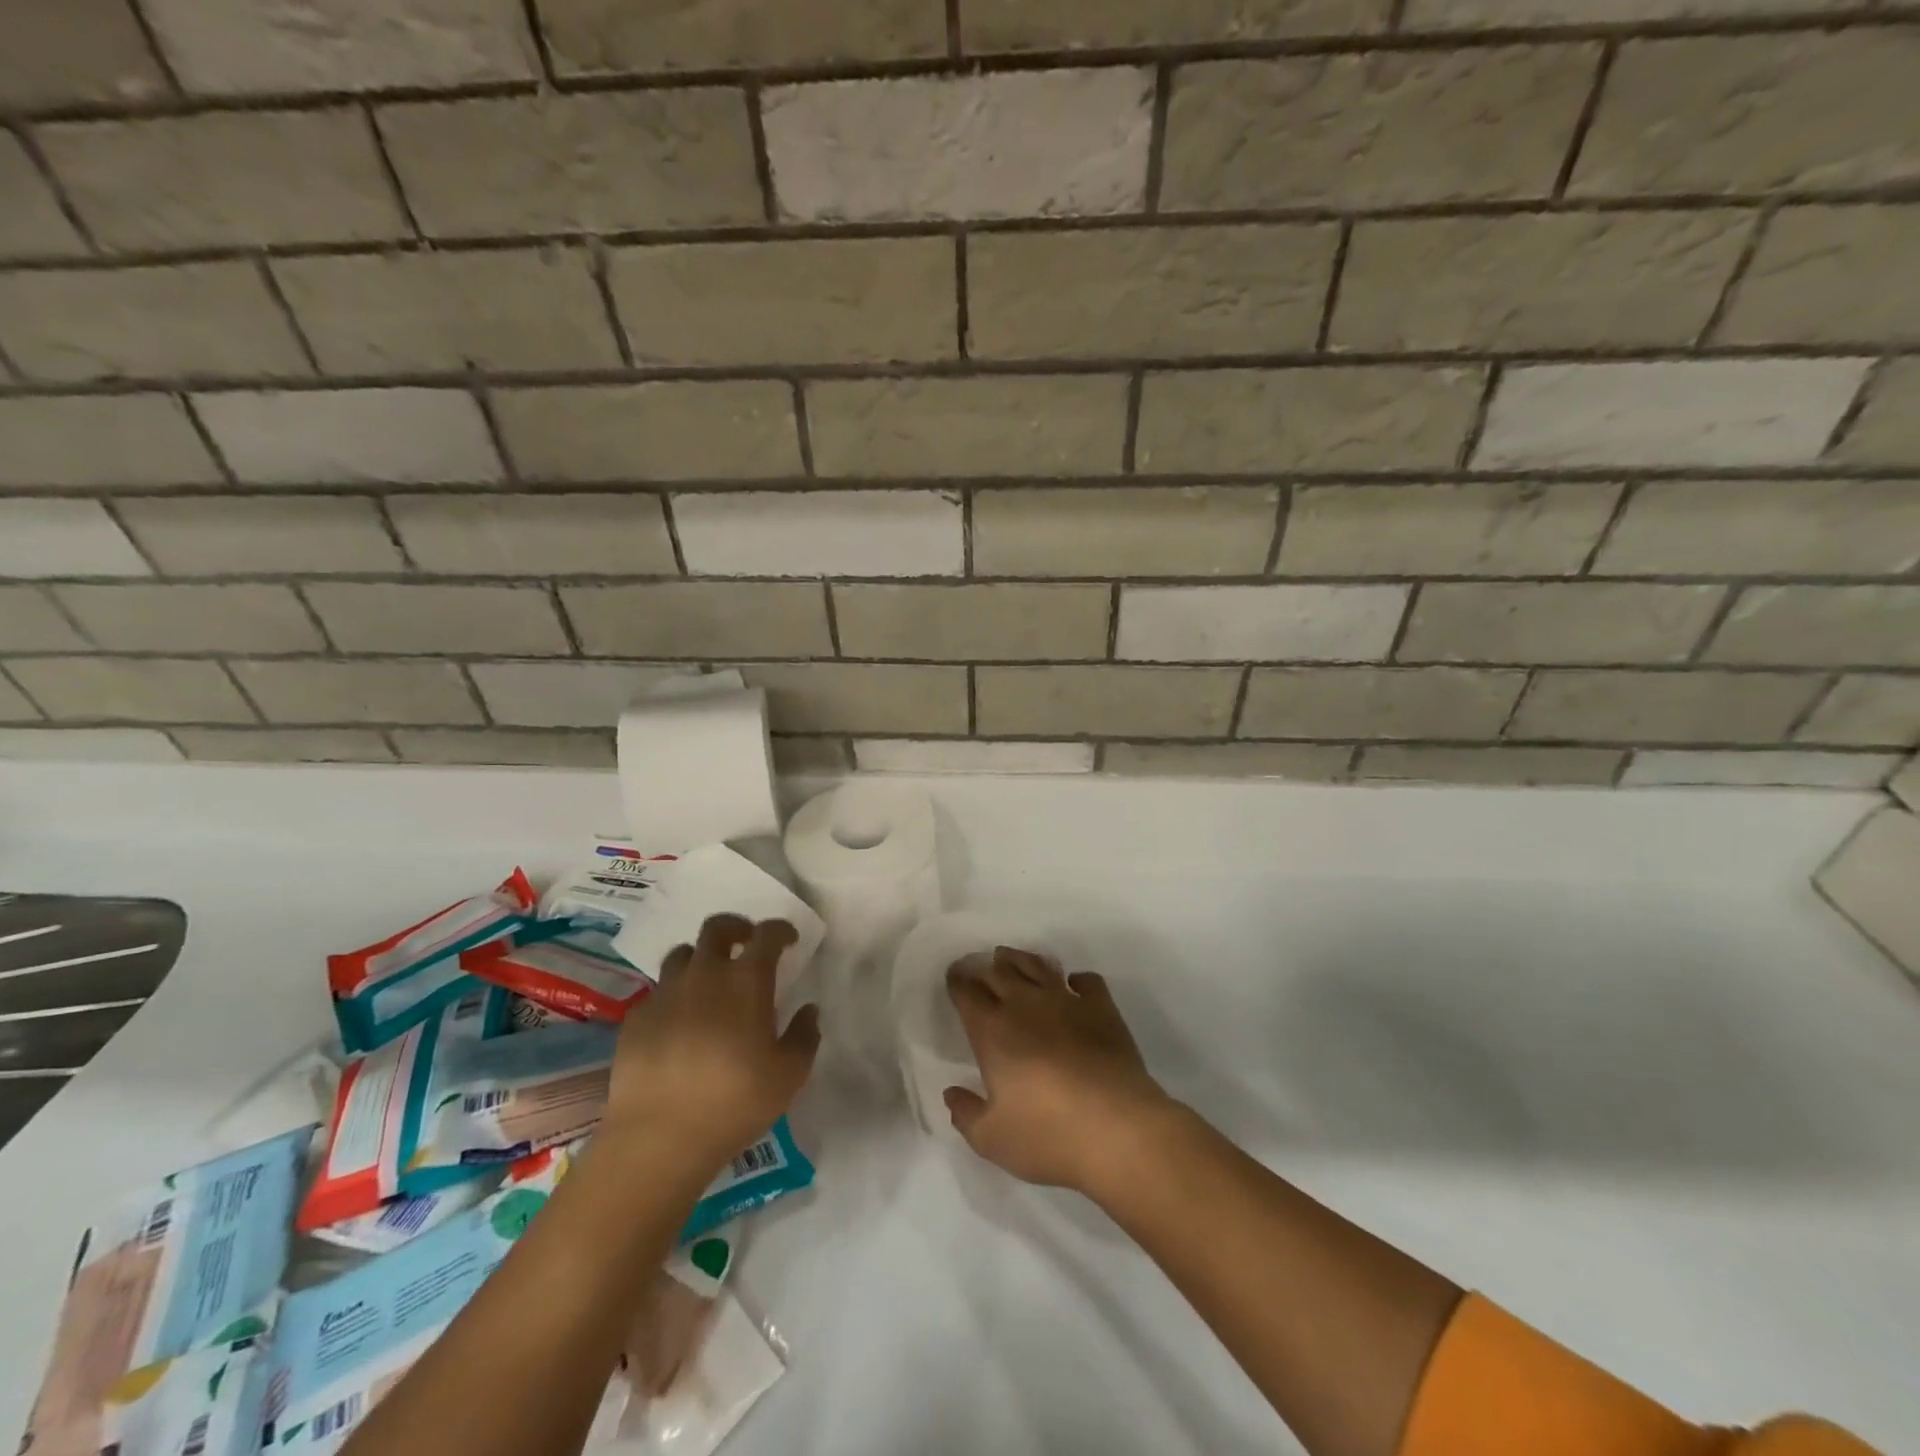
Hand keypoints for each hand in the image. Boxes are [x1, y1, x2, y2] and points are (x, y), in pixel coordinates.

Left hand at [606, 914, 820, 1169]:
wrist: (658, 1137)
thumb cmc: (734, 1102)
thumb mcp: (789, 1075)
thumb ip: (805, 1036)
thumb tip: (809, 1011)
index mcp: (746, 980)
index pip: (767, 934)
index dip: (780, 930)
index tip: (788, 940)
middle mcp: (705, 974)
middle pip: (716, 928)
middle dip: (735, 928)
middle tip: (745, 943)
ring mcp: (665, 993)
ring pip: (682, 954)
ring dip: (700, 958)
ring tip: (708, 980)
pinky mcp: (636, 1018)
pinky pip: (658, 991)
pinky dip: (674, 995)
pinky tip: (679, 1022)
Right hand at [944, 947, 1173, 1194]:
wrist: (1118, 1129)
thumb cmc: (1049, 1136)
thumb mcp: (992, 1139)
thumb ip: (966, 1114)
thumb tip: (951, 1093)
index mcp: (992, 1031)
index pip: (968, 994)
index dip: (958, 981)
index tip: (954, 977)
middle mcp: (1025, 1005)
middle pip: (998, 973)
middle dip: (983, 967)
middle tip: (976, 965)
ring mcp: (1067, 1001)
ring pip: (1037, 966)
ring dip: (1020, 959)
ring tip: (1010, 958)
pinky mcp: (1102, 1008)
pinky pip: (1087, 981)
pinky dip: (1076, 979)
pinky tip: (1074, 984)